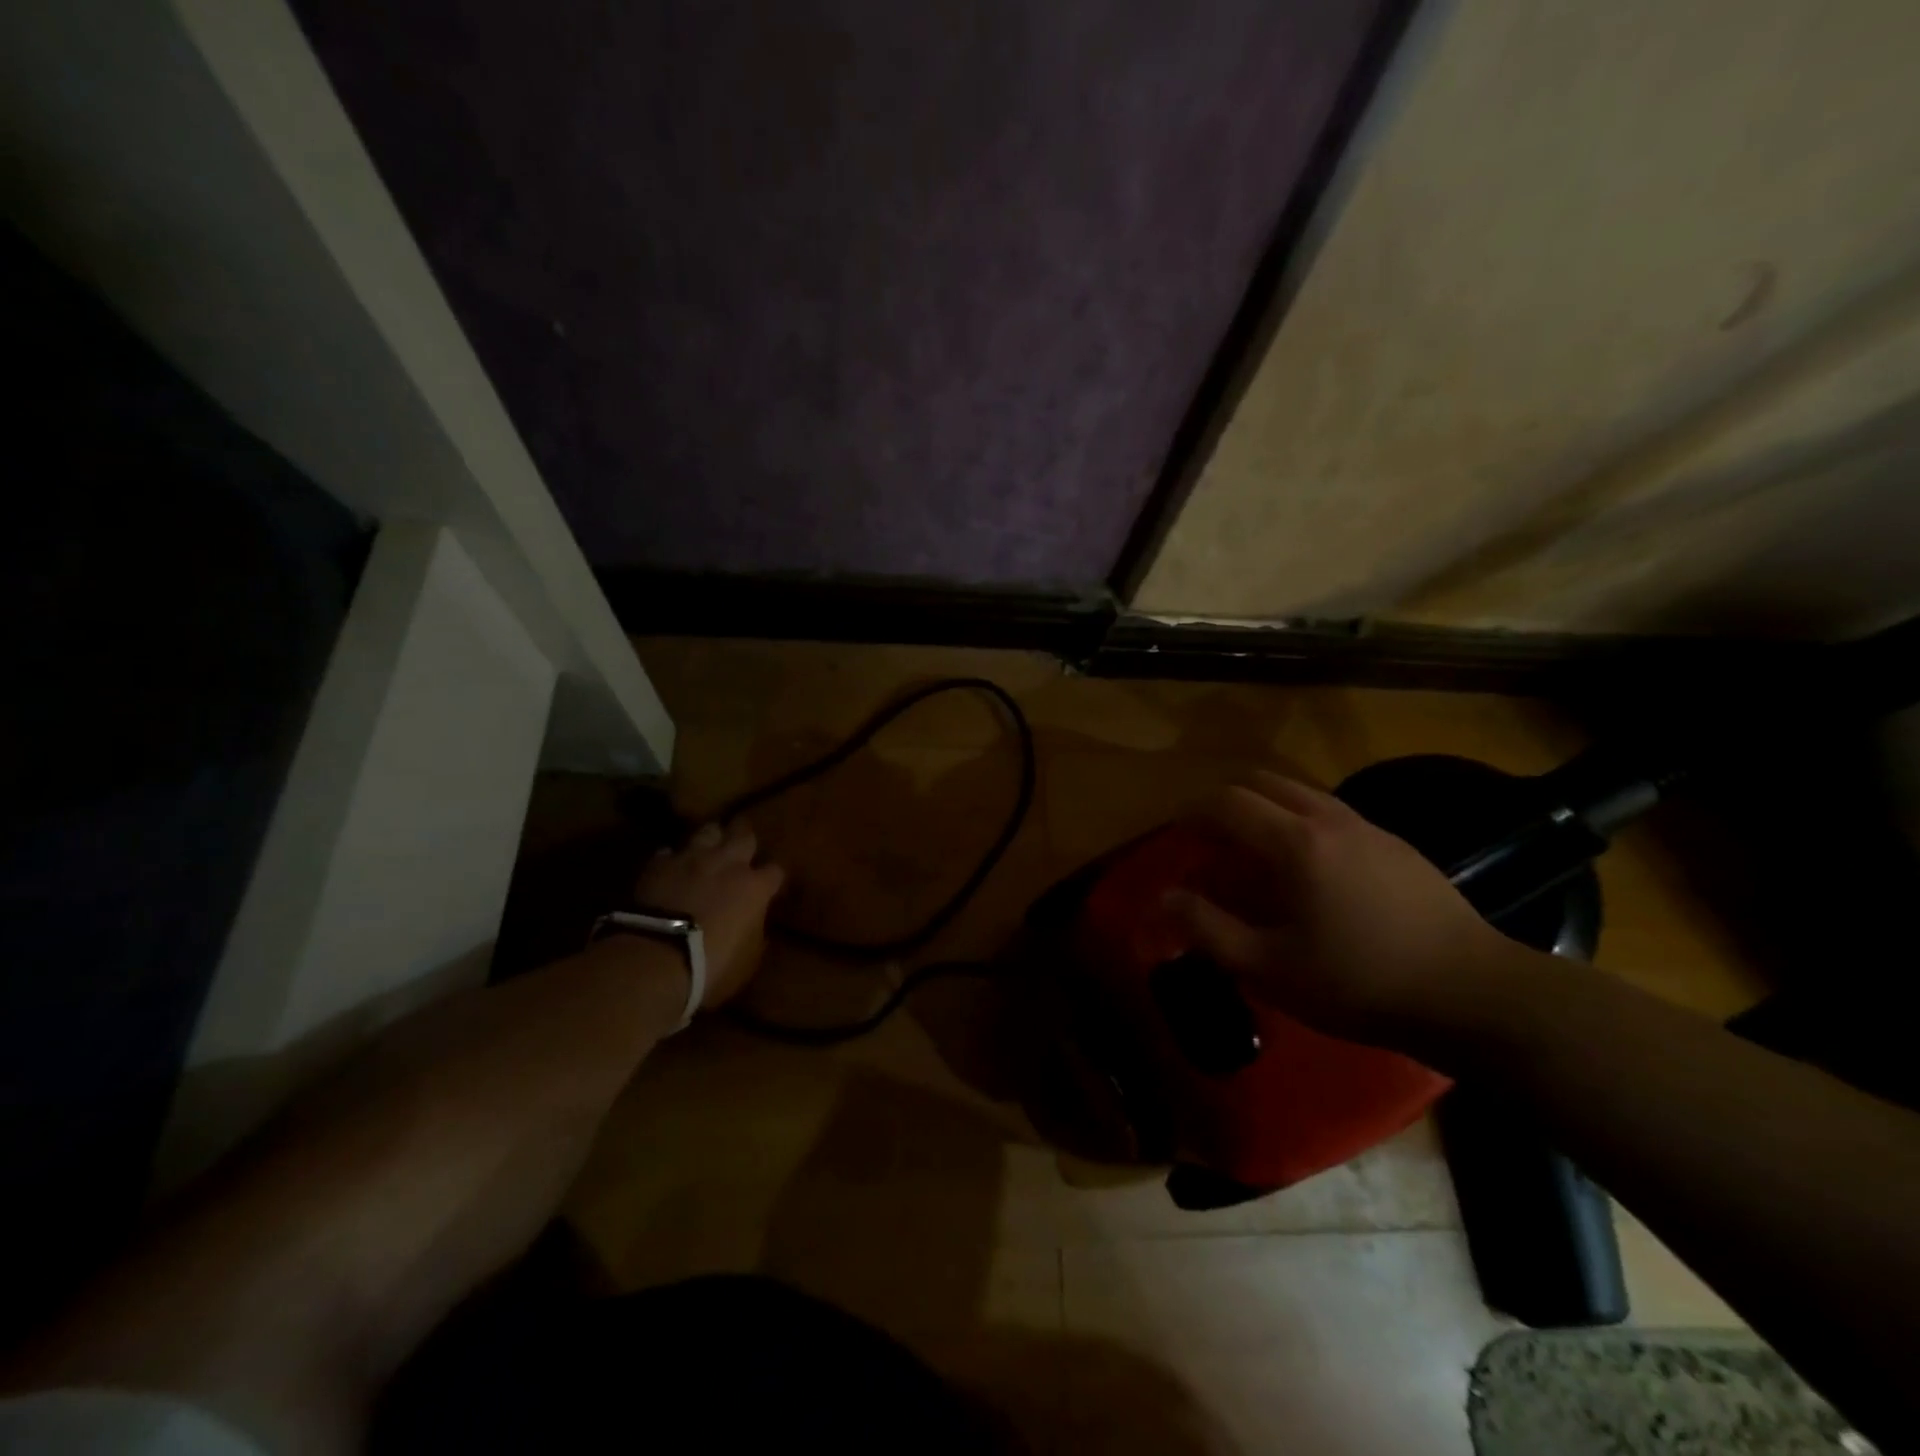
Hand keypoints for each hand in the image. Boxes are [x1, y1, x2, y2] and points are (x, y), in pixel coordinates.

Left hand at [633, 821, 784, 1008]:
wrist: (656, 958)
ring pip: (708, 831)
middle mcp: (728, 864)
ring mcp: (692, 859)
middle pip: (743, 835)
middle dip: (745, 837)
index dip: (772, 877)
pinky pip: (669, 852)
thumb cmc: (711, 965)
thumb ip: (754, 934)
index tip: (769, 885)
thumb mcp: (747, 960)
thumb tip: (755, 925)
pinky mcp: (659, 864)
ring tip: (709, 846)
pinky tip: (671, 867)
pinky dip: (673, 859)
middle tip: (743, 843)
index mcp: (755, 887)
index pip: (775, 871)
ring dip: (711, 838)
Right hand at [1167, 770, 1513, 1045]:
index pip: (1228, 802)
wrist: (1475, 995)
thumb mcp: (1269, 968)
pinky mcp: (1398, 846)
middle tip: (1212, 837)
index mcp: (1294, 843)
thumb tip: (1164, 897)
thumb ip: (1208, 929)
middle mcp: (1329, 819)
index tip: (1178, 833)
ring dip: (1266, 807)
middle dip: (1227, 800)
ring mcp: (1369, 828)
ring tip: (1255, 851)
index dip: (1193, 812)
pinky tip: (1310, 871)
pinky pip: (1332, 813)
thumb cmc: (1360, 983)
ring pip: (1302, 792)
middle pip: (1264, 781)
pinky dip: (1301, 821)